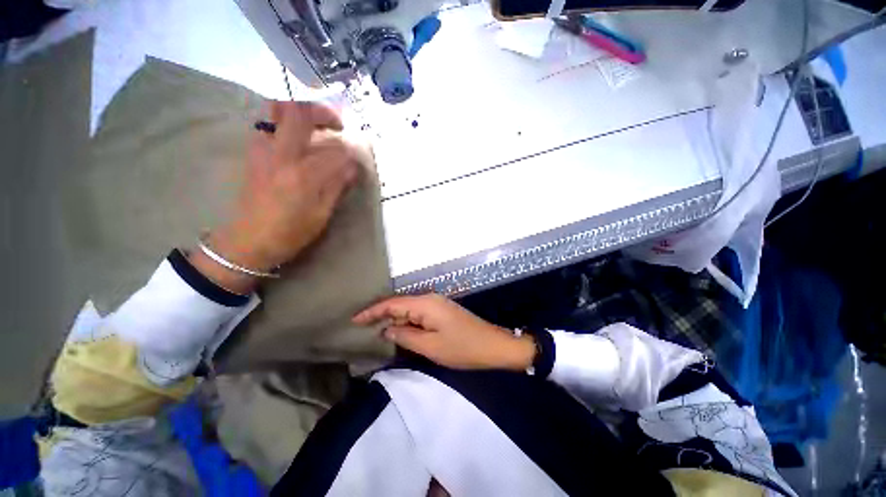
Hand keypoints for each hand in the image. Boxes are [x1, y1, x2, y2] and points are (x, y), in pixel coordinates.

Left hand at [190, 101, 360, 293]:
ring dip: (301, 113)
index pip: (334, 151)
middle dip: (322, 111)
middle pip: (298, 112)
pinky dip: (286, 125)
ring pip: (277, 111)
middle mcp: (281, 155)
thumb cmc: (290, 232)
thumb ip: (337, 187)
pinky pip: (269, 125)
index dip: (349, 155)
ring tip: (316, 128)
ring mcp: (263, 150)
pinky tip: (297, 142)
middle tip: (336, 124)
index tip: (355, 162)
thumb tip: (351, 167)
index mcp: (303, 174)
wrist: (248, 240)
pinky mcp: (253, 153)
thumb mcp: (322, 214)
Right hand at [353, 294, 535, 370]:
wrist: (492, 345)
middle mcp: (429, 298)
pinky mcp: (442, 311)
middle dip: (381, 315)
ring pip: (409, 309)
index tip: (354, 319)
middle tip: (362, 327)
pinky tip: (399, 330)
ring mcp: (437, 304)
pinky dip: (407, 321)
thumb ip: (405, 335)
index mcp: (425, 304)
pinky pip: (418, 313)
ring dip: (394, 319)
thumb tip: (386, 329)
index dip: (372, 311)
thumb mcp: (430, 346)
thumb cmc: (462, 348)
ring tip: (376, 330)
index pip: (392, 303)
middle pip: (400, 304)